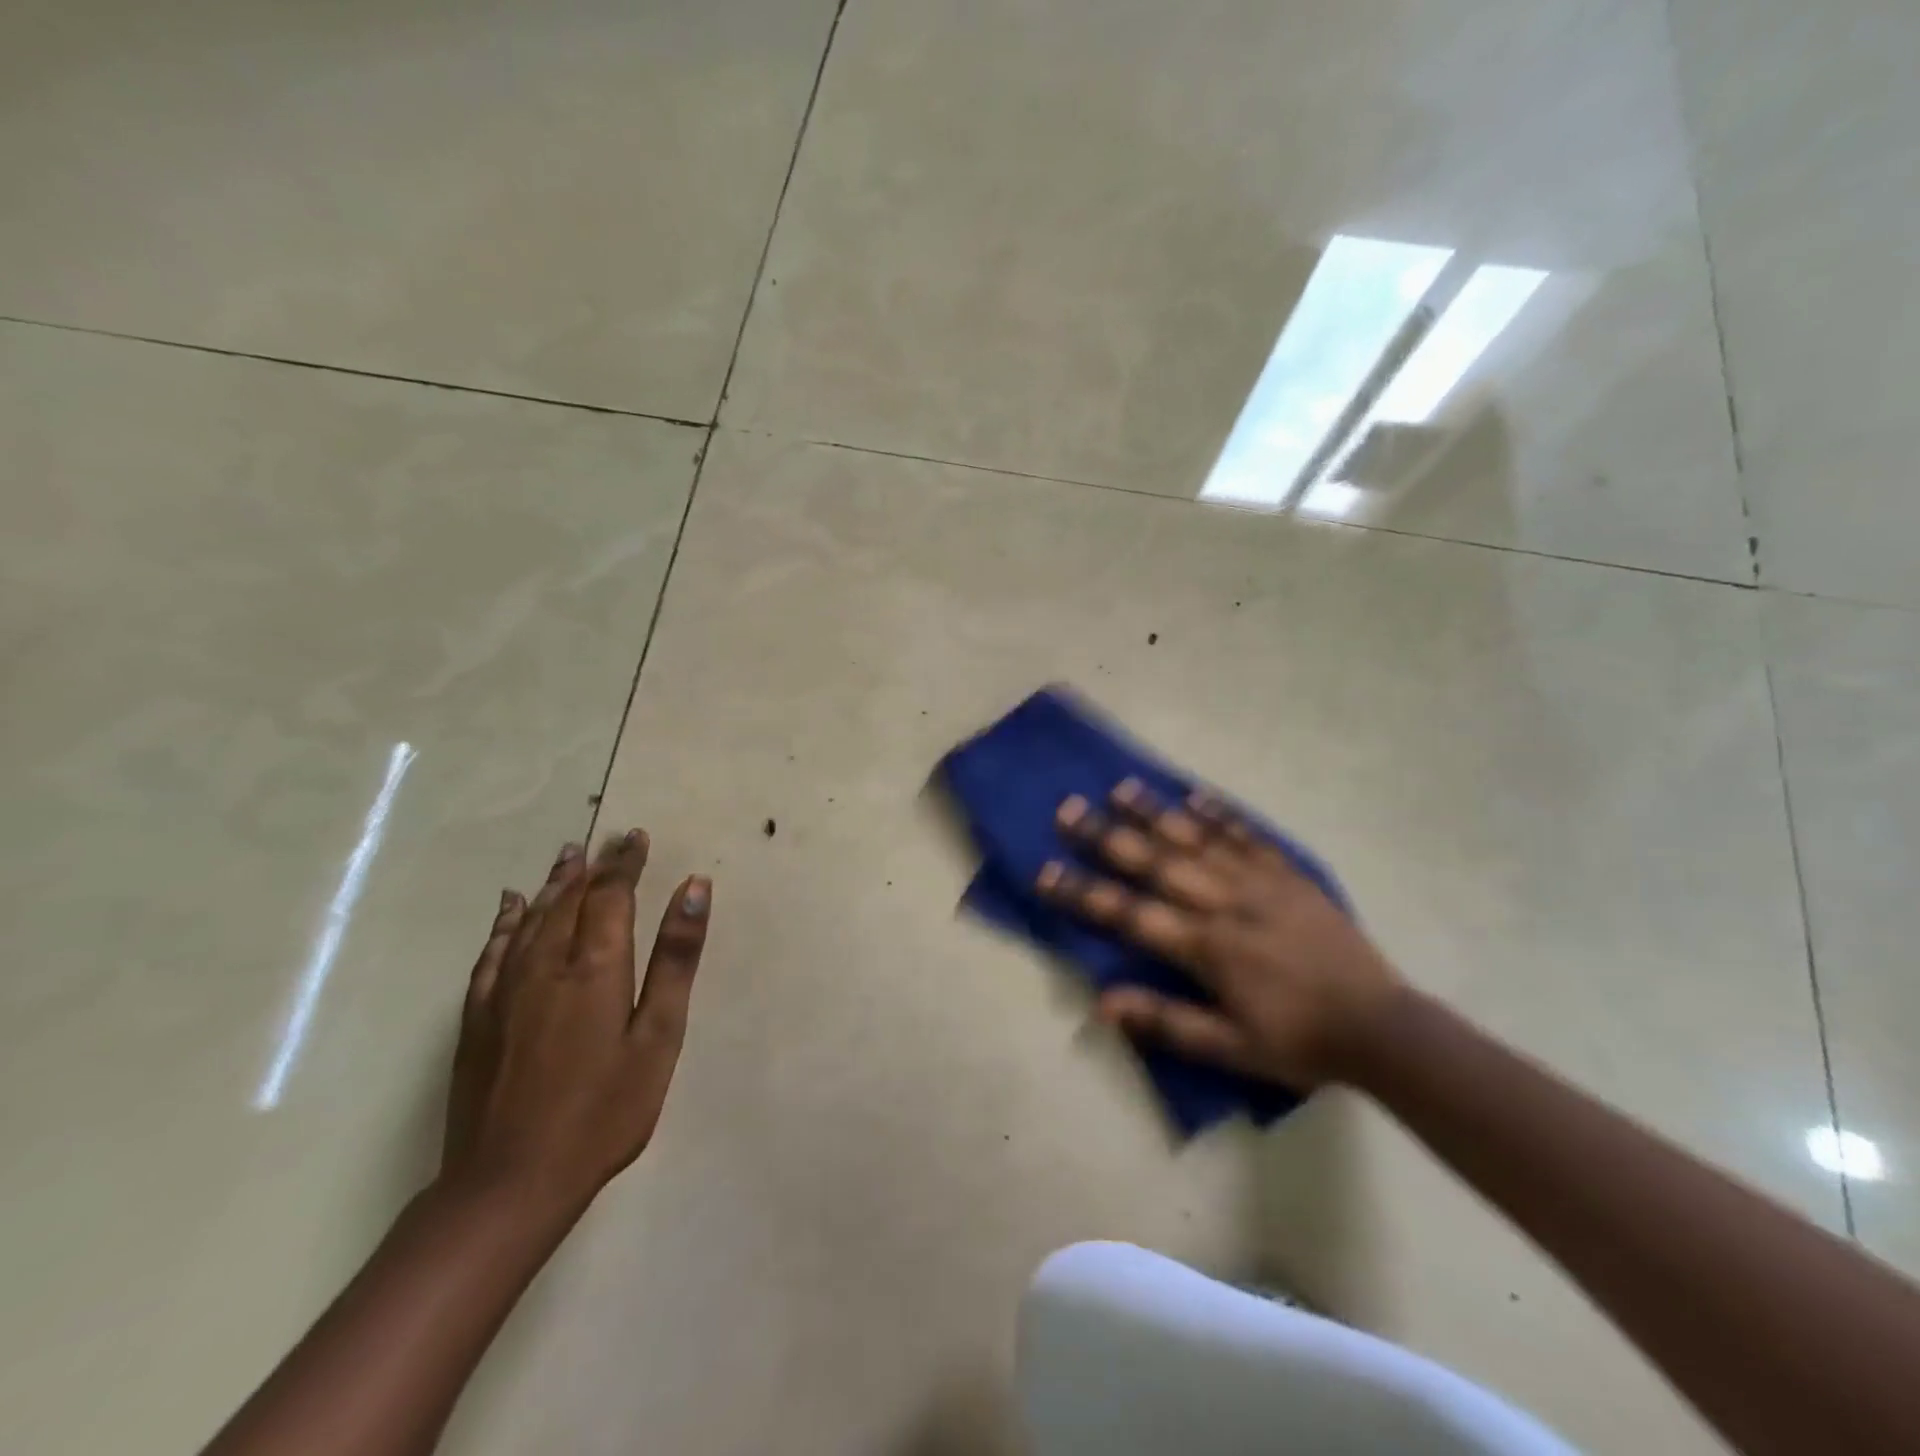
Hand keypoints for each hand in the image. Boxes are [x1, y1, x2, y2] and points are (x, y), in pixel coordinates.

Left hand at [444, 831, 710, 1212]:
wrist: (510, 1183)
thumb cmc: (604, 1111)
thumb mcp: (658, 1036)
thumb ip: (676, 959)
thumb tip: (694, 888)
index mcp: (595, 967)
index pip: (610, 895)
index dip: (624, 863)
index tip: (636, 837)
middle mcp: (546, 965)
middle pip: (569, 900)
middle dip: (592, 866)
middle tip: (607, 840)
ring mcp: (505, 991)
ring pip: (531, 919)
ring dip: (553, 884)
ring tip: (568, 856)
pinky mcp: (478, 1019)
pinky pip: (493, 952)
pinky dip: (506, 922)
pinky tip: (511, 907)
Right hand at [1036, 780, 1400, 1088]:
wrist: (1380, 1027)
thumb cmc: (1298, 1042)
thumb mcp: (1230, 1048)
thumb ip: (1167, 1022)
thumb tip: (1103, 1002)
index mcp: (1206, 948)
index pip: (1130, 914)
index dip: (1084, 893)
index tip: (1045, 871)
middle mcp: (1225, 903)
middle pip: (1155, 863)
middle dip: (1107, 836)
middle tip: (1068, 809)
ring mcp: (1258, 882)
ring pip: (1196, 839)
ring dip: (1155, 813)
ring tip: (1120, 787)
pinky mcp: (1288, 874)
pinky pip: (1247, 835)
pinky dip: (1219, 813)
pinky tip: (1194, 795)